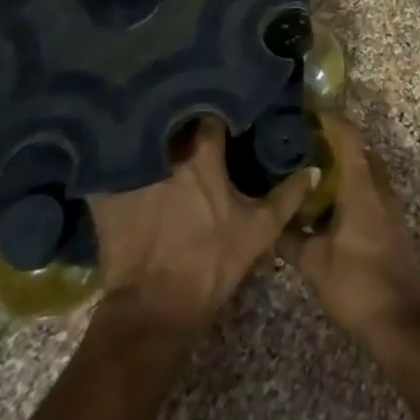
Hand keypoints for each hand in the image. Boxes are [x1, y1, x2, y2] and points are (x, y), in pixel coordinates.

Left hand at [90, 119, 312, 339]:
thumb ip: (287, 197)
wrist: (153, 310)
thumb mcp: (258, 231)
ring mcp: (132, 172)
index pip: (210, 115)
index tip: (223, 109)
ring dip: (148, 132)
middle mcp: (165, 154)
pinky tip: (117, 156)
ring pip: (140, 136)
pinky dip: (113, 157)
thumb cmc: (210, 263)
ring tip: (154, 126)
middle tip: (189, 112)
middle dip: (180, 113)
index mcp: (202, 156)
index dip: (218, 109)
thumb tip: (314, 169)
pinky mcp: (105, 194)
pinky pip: (107, 163)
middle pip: (171, 119)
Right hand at [279, 114, 419, 347]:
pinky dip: (355, 184)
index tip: (310, 112)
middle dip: (337, 140)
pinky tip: (334, 203)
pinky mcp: (395, 223)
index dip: (332, 120)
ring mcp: (392, 206)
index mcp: (362, 188)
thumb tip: (271, 223)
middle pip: (361, 150)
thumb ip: (290, 239)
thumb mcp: (314, 263)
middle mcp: (381, 188)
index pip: (350, 138)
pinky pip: (374, 189)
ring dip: (347, 164)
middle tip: (306, 141)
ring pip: (369, 170)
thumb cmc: (356, 285)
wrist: (399, 322)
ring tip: (316, 169)